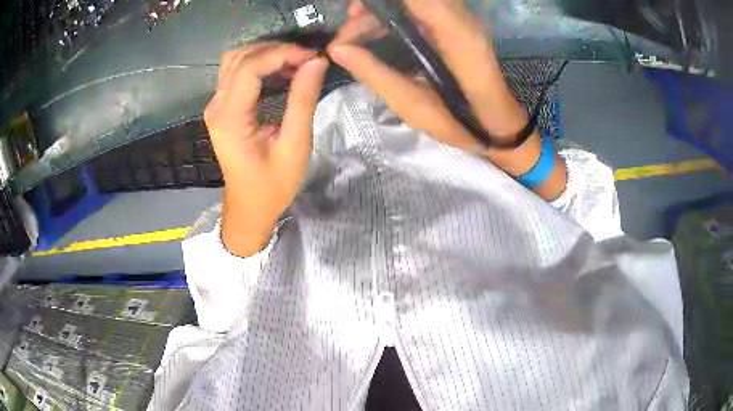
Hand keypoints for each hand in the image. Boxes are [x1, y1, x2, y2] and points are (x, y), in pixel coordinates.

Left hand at [204, 42, 327, 256]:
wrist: (249, 206)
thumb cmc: (273, 185)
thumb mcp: (295, 146)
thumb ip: (303, 101)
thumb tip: (316, 63)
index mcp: (231, 119)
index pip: (250, 68)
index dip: (282, 54)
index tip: (312, 56)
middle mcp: (217, 107)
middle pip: (240, 58)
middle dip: (275, 50)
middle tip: (306, 58)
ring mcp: (216, 106)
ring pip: (235, 60)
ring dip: (265, 54)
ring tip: (295, 62)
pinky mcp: (221, 108)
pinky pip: (236, 73)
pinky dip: (259, 64)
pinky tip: (281, 72)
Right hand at [327, 0, 528, 153]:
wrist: (497, 126)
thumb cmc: (460, 123)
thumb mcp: (414, 105)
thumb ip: (376, 74)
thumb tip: (338, 50)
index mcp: (457, 37)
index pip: (418, 1)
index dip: (381, 4)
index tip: (351, 16)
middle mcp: (460, 19)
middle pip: (409, 0)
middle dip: (372, 9)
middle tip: (343, 37)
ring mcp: (460, 20)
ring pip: (412, 4)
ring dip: (377, 14)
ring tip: (349, 40)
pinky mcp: (455, 25)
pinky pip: (418, 11)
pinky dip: (391, 19)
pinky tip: (371, 37)